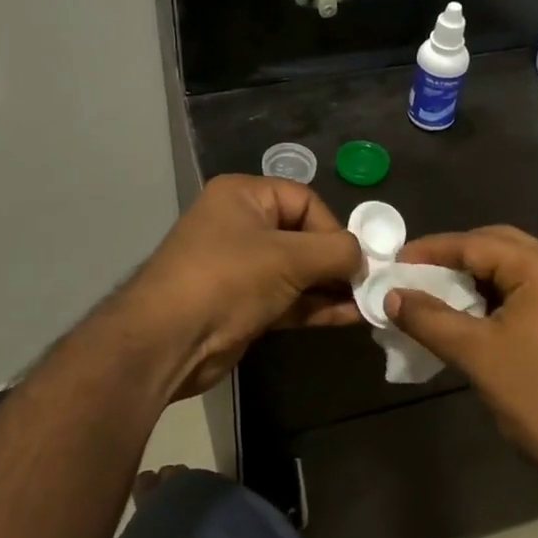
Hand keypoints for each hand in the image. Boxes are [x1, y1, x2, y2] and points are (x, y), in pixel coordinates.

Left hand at [123, 174, 362, 397]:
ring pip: (298, 271)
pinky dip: (316, 306)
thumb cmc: (228, 280)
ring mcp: (241, 267)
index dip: (334, 227)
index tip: (356, 258)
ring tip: (368, 302)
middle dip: (337, 260)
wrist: (168, 342)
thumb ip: (335, 252)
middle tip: (369, 283)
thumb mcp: (288, 258)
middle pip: (303, 235)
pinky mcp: (244, 304)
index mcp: (244, 196)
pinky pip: (289, 298)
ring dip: (331, 287)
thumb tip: (364, 259)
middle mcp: (241, 225)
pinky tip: (350, 317)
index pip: (304, 200)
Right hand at [386, 226, 537, 474]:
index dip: (432, 250)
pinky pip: (524, 292)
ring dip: (473, 275)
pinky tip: (467, 313)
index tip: (395, 262)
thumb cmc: (537, 397)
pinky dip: (492, 295)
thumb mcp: (475, 354)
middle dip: (454, 255)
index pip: (477, 243)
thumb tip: (391, 296)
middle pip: (498, 245)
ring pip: (512, 269)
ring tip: (434, 290)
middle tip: (415, 271)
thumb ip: (429, 319)